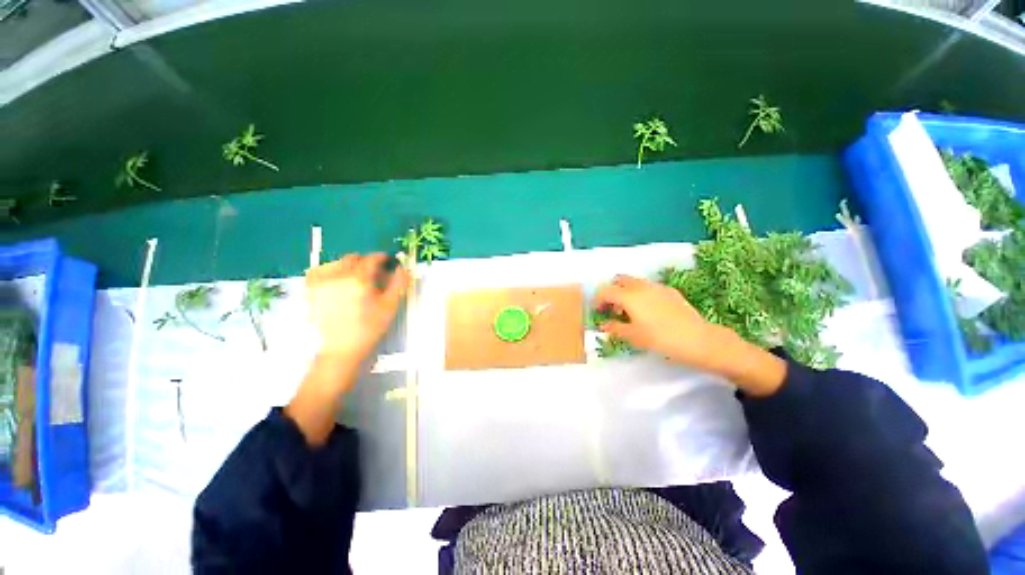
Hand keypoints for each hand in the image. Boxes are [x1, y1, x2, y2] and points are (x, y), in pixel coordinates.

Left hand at [305, 253, 409, 362]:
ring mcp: (321, 283)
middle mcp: (337, 276)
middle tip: (374, 273)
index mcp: (358, 279)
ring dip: (349, 265)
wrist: (341, 348)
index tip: (387, 261)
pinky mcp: (310, 291)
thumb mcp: (389, 306)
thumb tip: (403, 269)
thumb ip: (398, 284)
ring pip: (336, 263)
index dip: (382, 258)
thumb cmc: (368, 328)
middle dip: (366, 262)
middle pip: (354, 259)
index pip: (372, 259)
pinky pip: (318, 271)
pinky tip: (336, 279)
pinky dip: (329, 270)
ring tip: (356, 277)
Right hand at [593, 275, 785, 395]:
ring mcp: (657, 287)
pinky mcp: (670, 291)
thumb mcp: (634, 336)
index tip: (597, 311)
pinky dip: (641, 293)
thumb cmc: (661, 339)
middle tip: (612, 308)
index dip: (597, 299)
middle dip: (612, 291)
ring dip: (626, 291)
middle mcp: (641, 286)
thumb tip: (603, 325)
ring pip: (634, 282)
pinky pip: (648, 287)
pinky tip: (648, 310)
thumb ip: (614, 328)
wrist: (699, 340)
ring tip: (629, 310)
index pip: (605, 291)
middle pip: (619, 280)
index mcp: (629, 296)